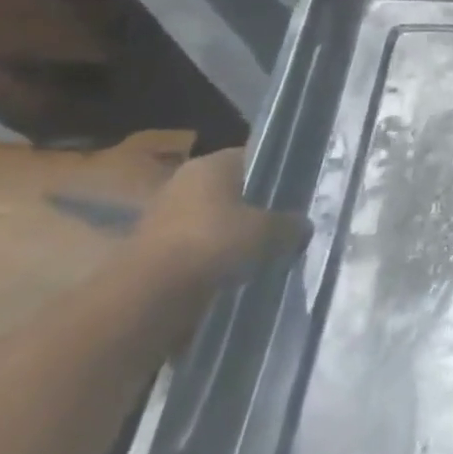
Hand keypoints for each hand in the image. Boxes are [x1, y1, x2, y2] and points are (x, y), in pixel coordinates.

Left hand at [131, 148, 308, 292]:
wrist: (149, 296)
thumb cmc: (214, 243)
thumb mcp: (270, 232)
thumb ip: (291, 225)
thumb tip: (304, 226)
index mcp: (213, 163)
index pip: (252, 157)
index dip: (276, 173)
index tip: (296, 191)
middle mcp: (185, 181)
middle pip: (231, 189)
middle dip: (254, 206)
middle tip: (283, 222)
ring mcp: (163, 216)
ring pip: (213, 219)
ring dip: (232, 234)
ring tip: (261, 252)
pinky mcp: (153, 250)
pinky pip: (196, 246)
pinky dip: (213, 257)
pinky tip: (234, 271)